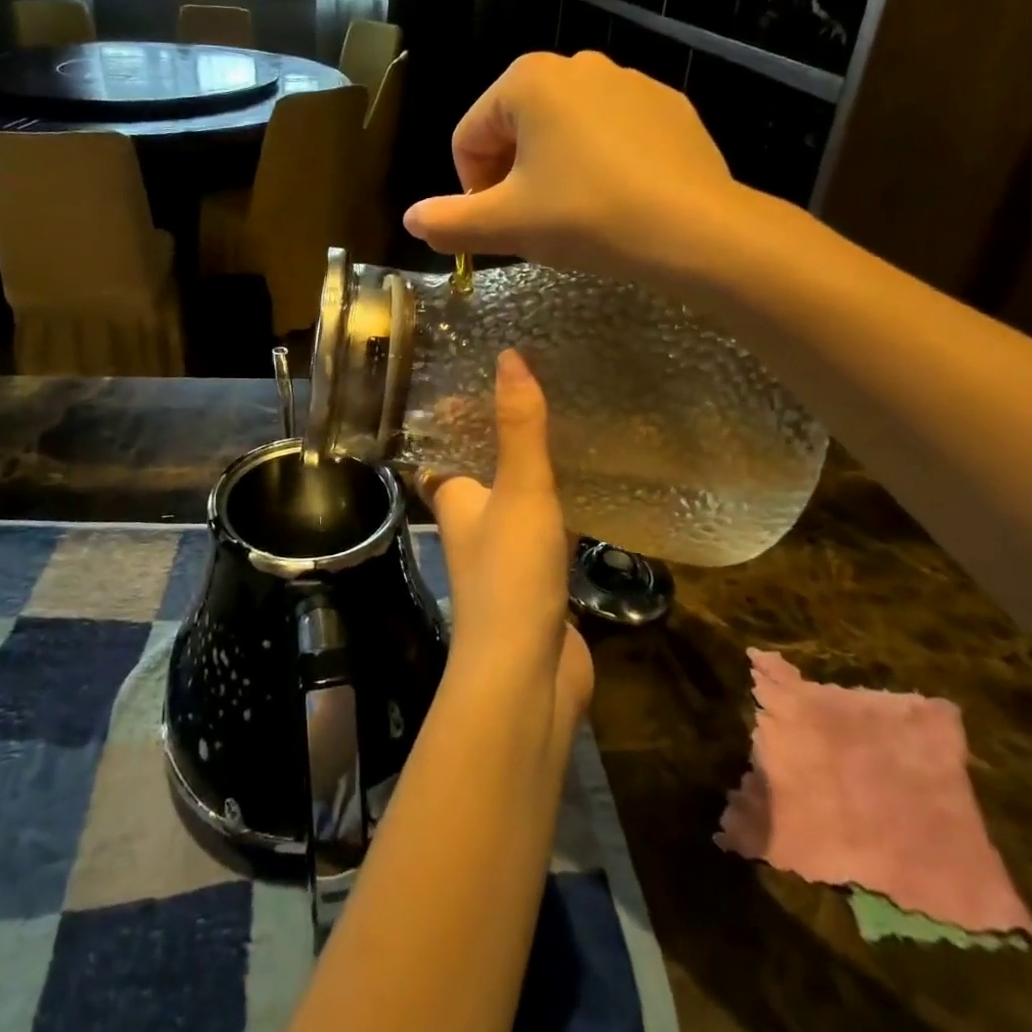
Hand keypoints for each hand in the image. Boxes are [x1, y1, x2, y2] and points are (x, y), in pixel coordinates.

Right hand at [403, 51, 739, 283]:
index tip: (495, 225)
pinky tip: (615, 201)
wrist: (692, 228)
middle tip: (531, 224)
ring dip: (552, 171)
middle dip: (511, 177)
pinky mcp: (667, 106)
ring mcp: (628, 81)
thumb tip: (411, 220)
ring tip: (574, 215)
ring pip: (563, 131)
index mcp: (527, 80)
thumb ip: (448, 222)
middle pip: (515, 128)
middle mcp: (577, 64)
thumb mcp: (505, 225)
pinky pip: (610, 134)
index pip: (469, 137)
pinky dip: (598, 164)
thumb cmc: (585, 216)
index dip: (470, 188)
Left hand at [429, 350, 592, 730]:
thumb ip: (520, 427)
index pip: (443, 451)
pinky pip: (546, 536)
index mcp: (455, 499)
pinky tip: (588, 497)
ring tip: (564, 434)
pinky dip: (559, 514)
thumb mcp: (520, 490)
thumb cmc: (511, 574)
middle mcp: (472, 526)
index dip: (452, 421)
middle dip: (499, 443)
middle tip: (533, 400)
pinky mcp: (537, 585)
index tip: (476, 385)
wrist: (526, 674)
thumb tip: (510, 356)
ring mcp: (504, 558)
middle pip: (479, 475)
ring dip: (531, 477)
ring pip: (514, 505)